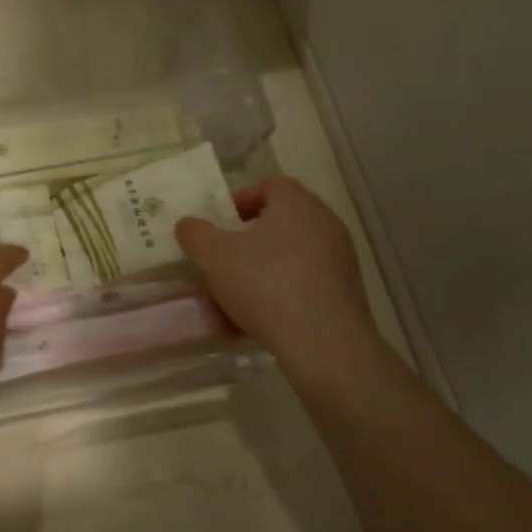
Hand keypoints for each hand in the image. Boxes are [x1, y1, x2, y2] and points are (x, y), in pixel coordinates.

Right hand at [175, 177, 382, 376]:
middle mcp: (324, 225)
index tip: (218, 226)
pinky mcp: (344, 295)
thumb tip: (188, 225)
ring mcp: (338, 261)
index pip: (269, 186)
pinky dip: (275, 300)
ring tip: (224, 307)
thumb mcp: (213, 255)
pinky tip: (249, 327)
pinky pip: (300, 288)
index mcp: (297, 204)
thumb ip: (194, 234)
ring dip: (253, 279)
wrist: (324, 345)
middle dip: (241, 248)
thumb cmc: (265, 284)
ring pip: (283, 262)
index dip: (239, 201)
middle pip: (275, 227)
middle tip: (217, 266)